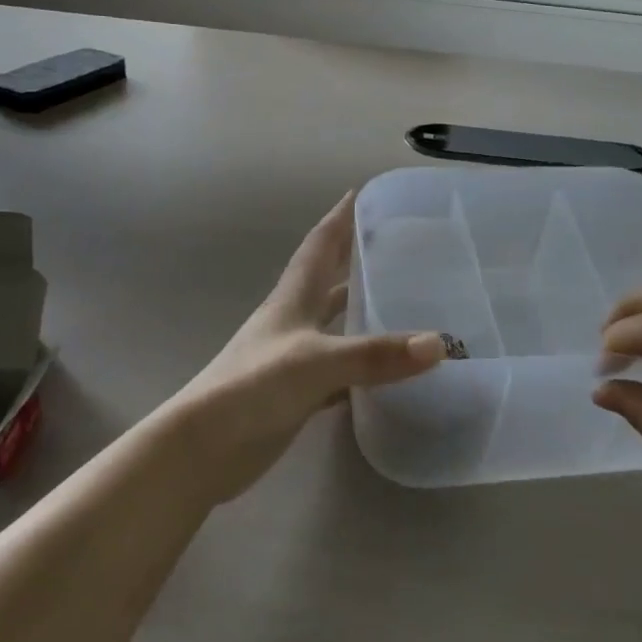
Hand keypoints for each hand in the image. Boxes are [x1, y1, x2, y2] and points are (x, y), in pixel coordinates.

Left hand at [175, 193, 446, 501]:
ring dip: (361, 311)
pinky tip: (388, 370)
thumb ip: (375, 354)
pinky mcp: (297, 393)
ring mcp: (294, 358)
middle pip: (328, 281)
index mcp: (292, 300)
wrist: (203, 448)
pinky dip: (362, 367)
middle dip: (355, 259)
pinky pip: (340, 371)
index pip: (319, 246)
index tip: (362, 192)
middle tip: (396, 245)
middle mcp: (293, 321)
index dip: (339, 218)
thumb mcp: (317, 362)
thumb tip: (438, 344)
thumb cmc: (253, 387)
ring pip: (335, 325)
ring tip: (402, 301)